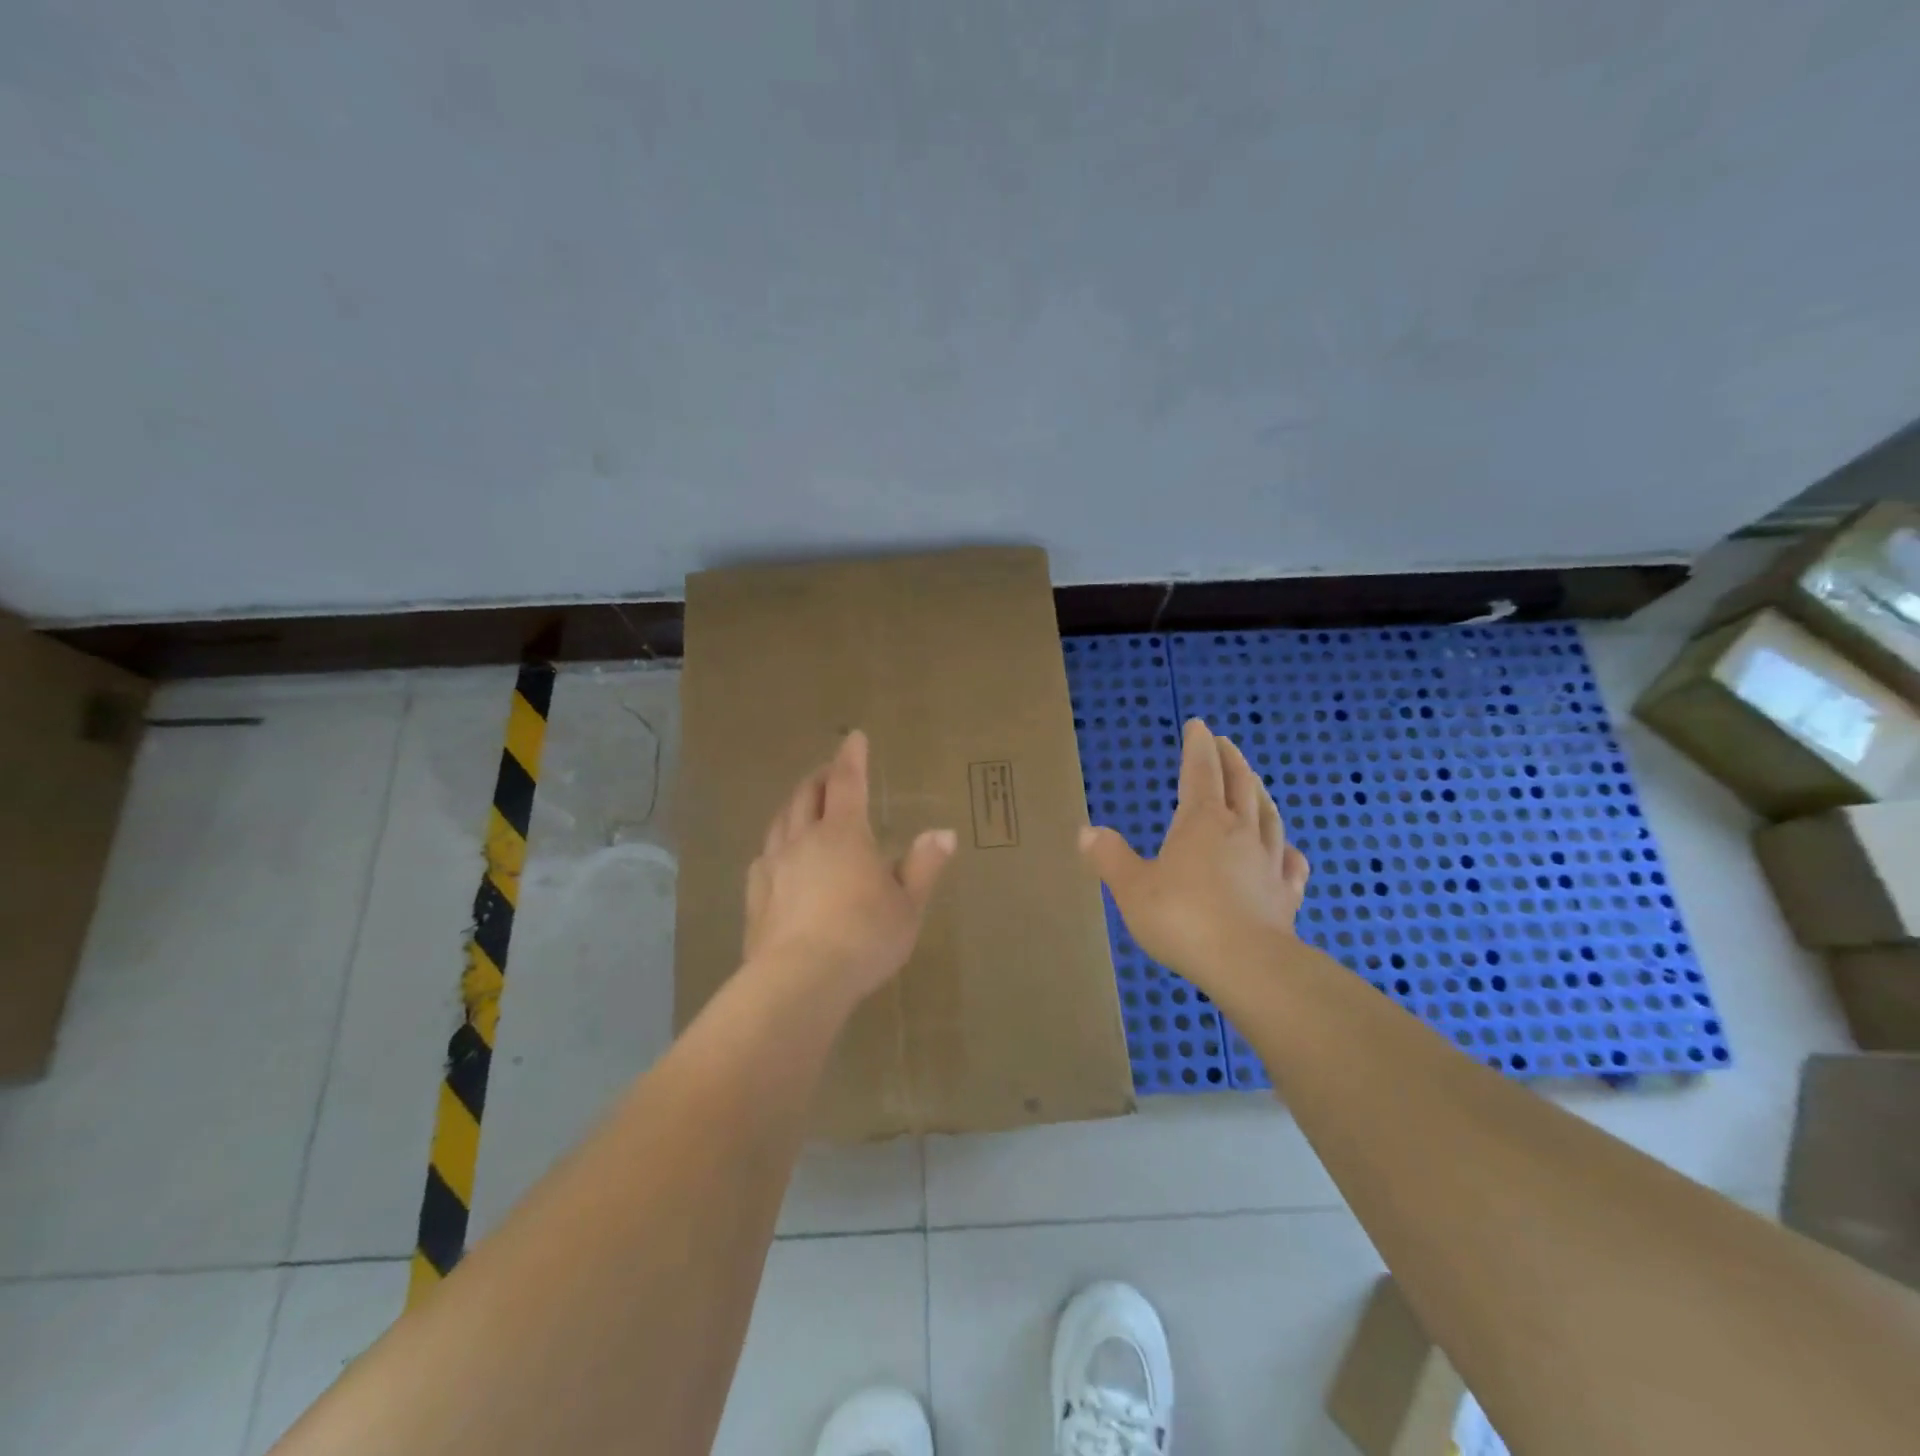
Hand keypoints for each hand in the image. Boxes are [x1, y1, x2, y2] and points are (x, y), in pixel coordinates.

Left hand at [743, 730, 956, 1004]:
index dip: (852, 757)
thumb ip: (924, 866)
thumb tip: (944, 833)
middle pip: (807, 796)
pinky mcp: (756, 896)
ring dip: (794, 806)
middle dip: (820, 778)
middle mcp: (804, 841)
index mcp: (843, 835)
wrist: (800, 982)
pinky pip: (763, 857)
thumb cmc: (864, 938)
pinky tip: (776, 857)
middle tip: (830, 772)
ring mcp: (774, 867)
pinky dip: (775, 845)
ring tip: (803, 805)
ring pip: (780, 822)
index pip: (847, 782)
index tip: (853, 737)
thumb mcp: (908, 905)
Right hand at [1079, 718, 1309, 1000]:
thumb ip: (1110, 857)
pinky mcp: (1286, 894)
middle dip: (1231, 760)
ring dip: (1259, 793)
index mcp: (1201, 822)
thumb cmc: (1182, 918)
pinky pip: (1291, 863)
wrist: (1247, 964)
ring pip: (1268, 815)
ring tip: (1255, 782)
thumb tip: (1086, 832)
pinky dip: (1288, 850)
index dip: (1198, 746)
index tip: (1198, 725)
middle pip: (1239, 784)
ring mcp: (1268, 861)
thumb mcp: (1132, 887)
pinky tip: (1288, 850)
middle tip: (1225, 743)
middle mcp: (1239, 832)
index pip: (1200, 771)